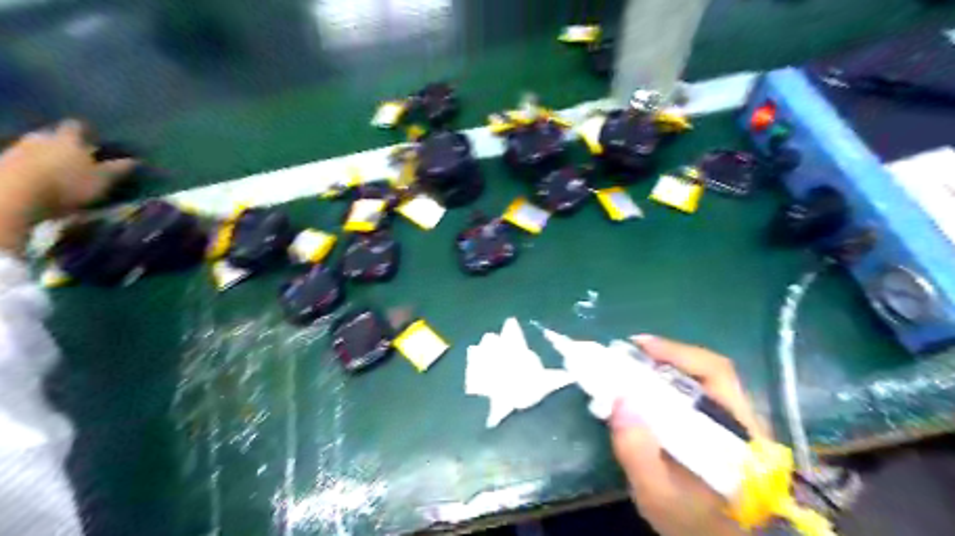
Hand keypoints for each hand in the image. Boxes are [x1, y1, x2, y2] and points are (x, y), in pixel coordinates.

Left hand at [0, 119, 135, 252]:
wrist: (16, 193)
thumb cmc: (68, 184)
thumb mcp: (102, 179)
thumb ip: (118, 169)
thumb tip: (137, 160)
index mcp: (69, 139)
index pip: (77, 126)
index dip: (85, 130)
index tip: (91, 136)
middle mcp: (42, 136)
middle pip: (53, 135)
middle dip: (62, 143)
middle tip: (74, 155)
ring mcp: (18, 148)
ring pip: (35, 147)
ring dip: (44, 155)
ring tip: (55, 169)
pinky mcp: (3, 162)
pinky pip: (20, 160)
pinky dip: (30, 166)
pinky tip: (37, 177)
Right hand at [612, 335, 761, 535]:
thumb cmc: (689, 523)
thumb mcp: (655, 494)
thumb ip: (637, 452)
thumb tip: (619, 399)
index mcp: (738, 435)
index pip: (716, 375)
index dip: (677, 353)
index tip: (639, 346)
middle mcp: (742, 421)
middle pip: (709, 370)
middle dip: (667, 355)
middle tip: (629, 354)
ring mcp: (734, 423)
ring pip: (702, 379)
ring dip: (665, 367)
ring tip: (632, 366)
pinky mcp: (721, 427)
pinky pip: (695, 393)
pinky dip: (667, 382)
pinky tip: (645, 388)